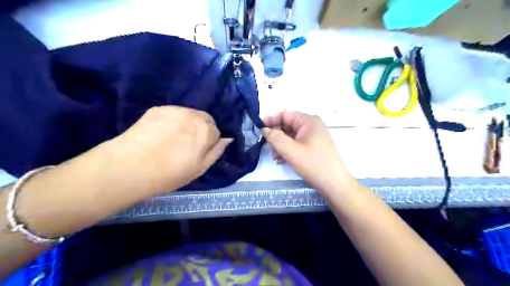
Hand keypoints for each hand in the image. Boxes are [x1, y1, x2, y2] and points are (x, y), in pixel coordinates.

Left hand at [104, 106, 232, 195]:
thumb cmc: (170, 173)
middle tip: (187, 146)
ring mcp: (174, 110)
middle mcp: (193, 115)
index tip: (197, 153)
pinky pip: (173, 113)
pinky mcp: (157, 109)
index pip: (216, 131)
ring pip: (189, 115)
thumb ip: (216, 152)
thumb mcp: (200, 168)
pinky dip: (172, 121)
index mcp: (206, 130)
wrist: (130, 167)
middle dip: (201, 130)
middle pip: (204, 119)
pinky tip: (161, 134)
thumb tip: (227, 139)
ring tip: (173, 139)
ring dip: (187, 124)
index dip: (208, 143)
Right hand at [263, 112, 350, 191]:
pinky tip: (282, 160)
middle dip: (276, 136)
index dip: (270, 120)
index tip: (257, 127)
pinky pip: (297, 144)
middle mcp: (312, 126)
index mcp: (308, 121)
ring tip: (275, 157)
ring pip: (291, 136)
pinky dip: (288, 150)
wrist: (334, 184)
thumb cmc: (313, 164)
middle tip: (266, 146)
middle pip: (288, 126)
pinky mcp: (314, 147)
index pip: (285, 114)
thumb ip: (275, 138)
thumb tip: (264, 130)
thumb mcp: (290, 150)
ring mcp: (314, 137)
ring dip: (281, 145)